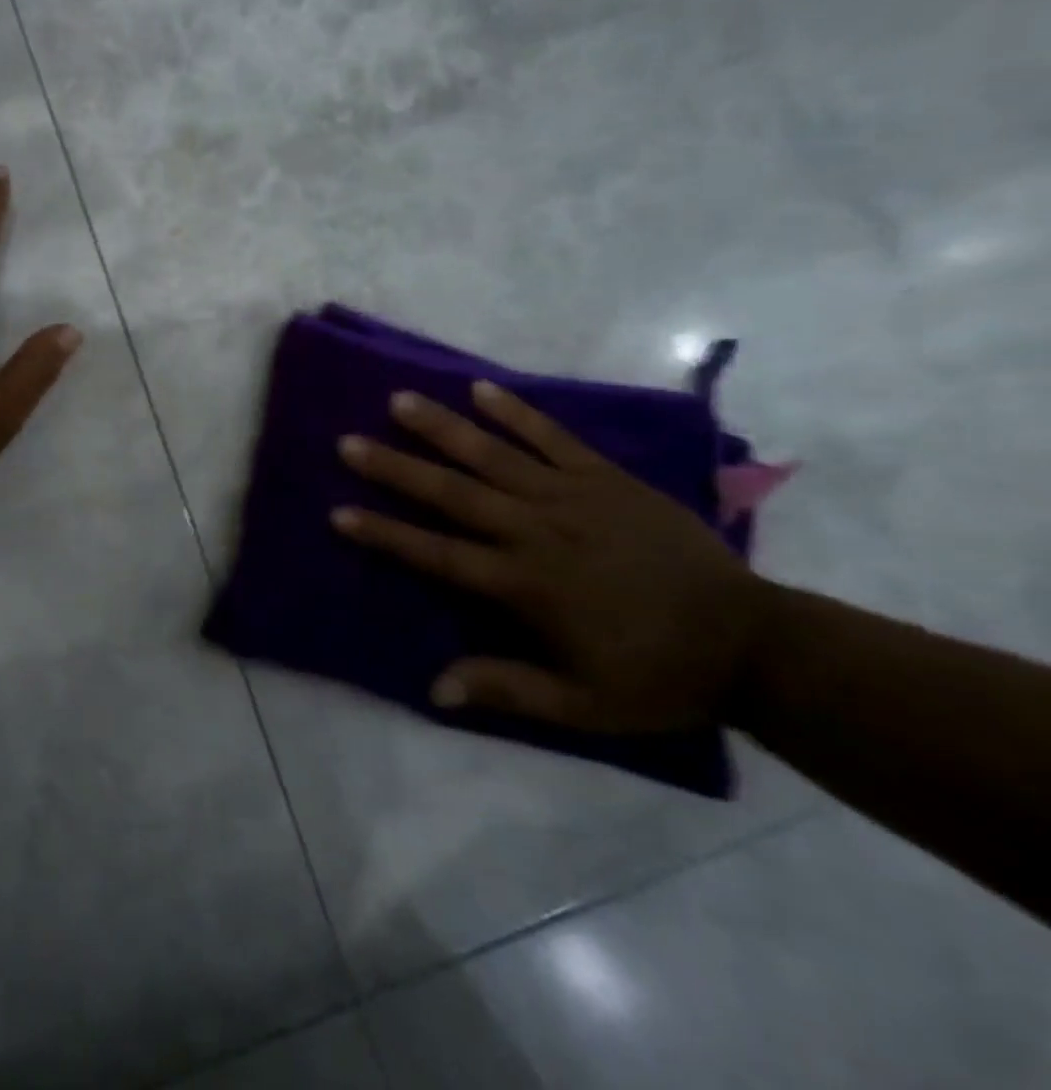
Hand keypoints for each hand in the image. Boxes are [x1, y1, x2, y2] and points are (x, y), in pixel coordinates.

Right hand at [333, 381, 772, 732]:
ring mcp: (572, 497)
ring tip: (400, 401)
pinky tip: (481, 388)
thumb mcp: (583, 704)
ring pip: (494, 455)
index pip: (437, 554)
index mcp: (525, 584)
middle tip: (349, 442)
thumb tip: (435, 687)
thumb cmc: (656, 674)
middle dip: (396, 468)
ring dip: (443, 428)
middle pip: (453, 494)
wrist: (753, 641)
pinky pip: (554, 438)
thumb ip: (508, 690)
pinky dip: (517, 412)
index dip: (385, 534)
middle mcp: (537, 530)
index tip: (339, 513)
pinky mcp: (607, 478)